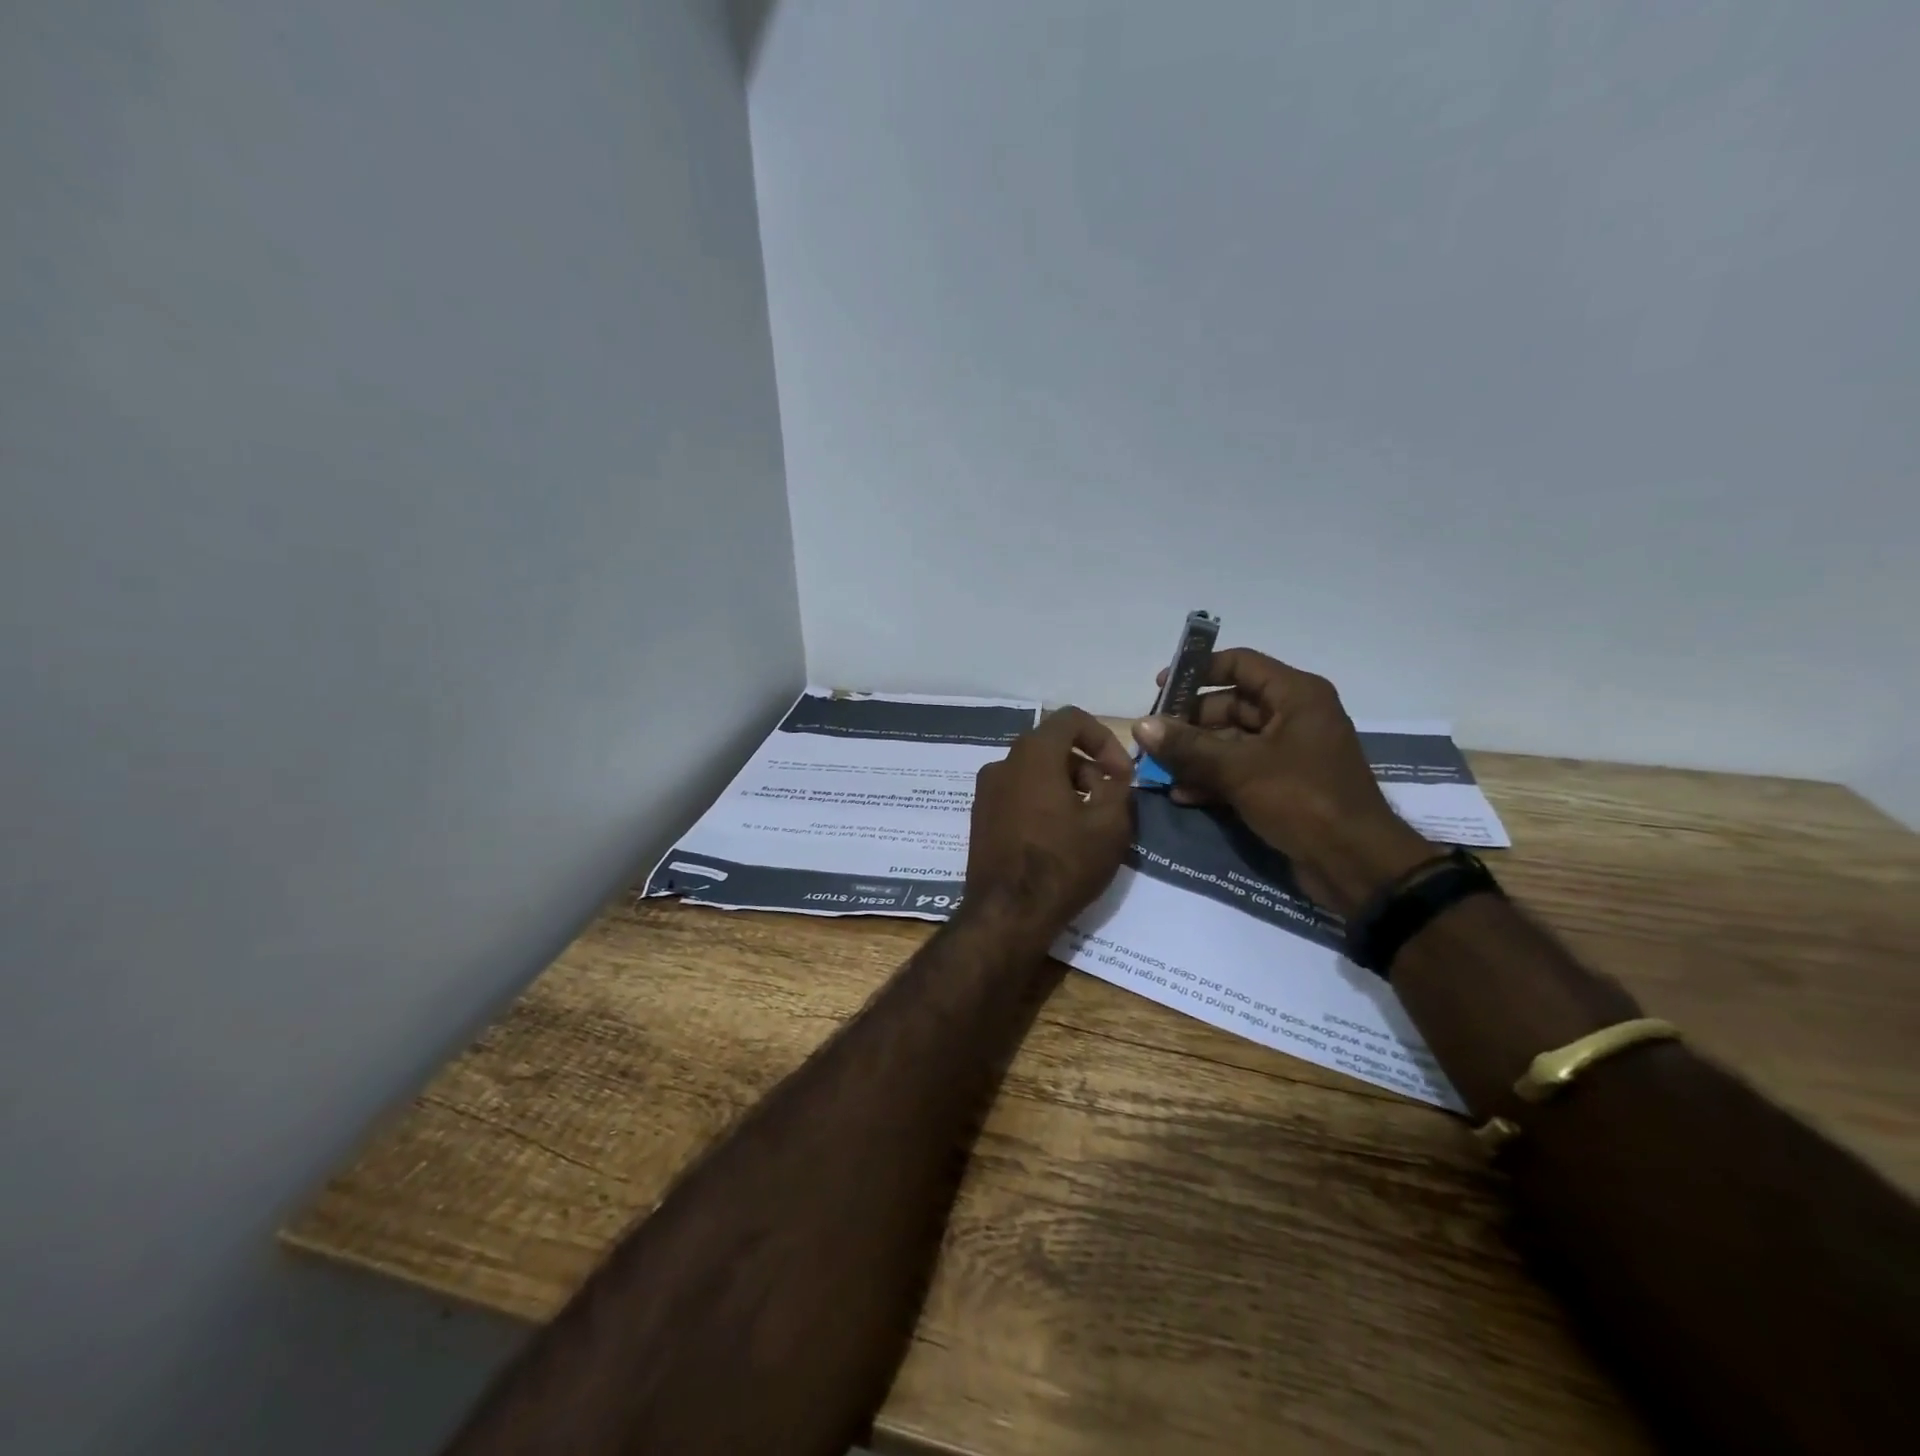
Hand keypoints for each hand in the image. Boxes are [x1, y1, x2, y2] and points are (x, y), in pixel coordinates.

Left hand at [964, 707, 1134, 944]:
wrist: (1007, 914)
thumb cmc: (1063, 864)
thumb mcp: (1110, 823)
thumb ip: (1117, 786)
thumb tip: (1110, 775)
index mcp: (1033, 754)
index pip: (1071, 718)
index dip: (1104, 738)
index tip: (1121, 773)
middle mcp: (1003, 763)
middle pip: (1052, 746)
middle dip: (1087, 766)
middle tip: (1109, 800)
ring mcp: (986, 791)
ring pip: (1035, 772)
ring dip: (1066, 786)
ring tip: (1087, 824)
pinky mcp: (981, 817)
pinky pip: (1018, 794)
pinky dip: (1042, 802)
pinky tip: (1058, 837)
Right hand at [1132, 649, 1434, 914]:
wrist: (1356, 864)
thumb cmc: (1303, 800)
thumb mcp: (1240, 769)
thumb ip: (1188, 746)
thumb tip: (1141, 726)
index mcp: (1296, 696)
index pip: (1240, 664)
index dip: (1198, 672)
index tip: (1161, 689)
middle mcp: (1294, 716)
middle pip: (1231, 705)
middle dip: (1189, 722)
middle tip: (1153, 738)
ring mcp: (1289, 752)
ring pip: (1231, 741)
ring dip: (1196, 755)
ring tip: (1159, 770)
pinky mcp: (1284, 785)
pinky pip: (1240, 770)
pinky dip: (1212, 779)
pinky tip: (1181, 795)